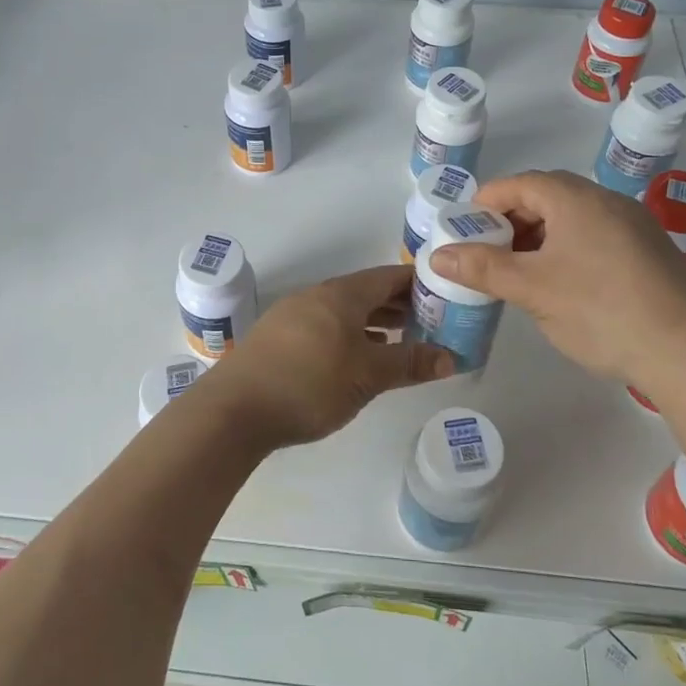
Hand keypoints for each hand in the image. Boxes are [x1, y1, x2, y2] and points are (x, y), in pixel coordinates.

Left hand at [204, 265, 454, 447]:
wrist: (234, 409)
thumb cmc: (309, 384)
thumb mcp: (367, 375)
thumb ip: (409, 363)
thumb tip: (451, 357)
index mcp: (341, 295)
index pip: (387, 276)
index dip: (417, 283)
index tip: (444, 293)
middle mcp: (317, 296)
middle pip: (365, 292)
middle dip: (399, 304)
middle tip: (431, 320)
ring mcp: (293, 315)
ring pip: (344, 310)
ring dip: (374, 320)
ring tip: (401, 337)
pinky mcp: (278, 338)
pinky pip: (325, 326)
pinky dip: (349, 334)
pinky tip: (356, 356)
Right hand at [426, 169, 685, 386]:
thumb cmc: (600, 310)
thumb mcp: (531, 289)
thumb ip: (482, 268)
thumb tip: (437, 255)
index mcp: (575, 198)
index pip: (518, 184)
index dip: (485, 204)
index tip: (463, 233)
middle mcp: (606, 201)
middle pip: (545, 198)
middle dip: (510, 224)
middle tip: (487, 256)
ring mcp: (634, 226)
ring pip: (571, 220)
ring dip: (538, 240)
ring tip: (520, 275)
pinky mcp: (649, 253)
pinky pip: (595, 238)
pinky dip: (567, 252)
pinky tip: (563, 288)